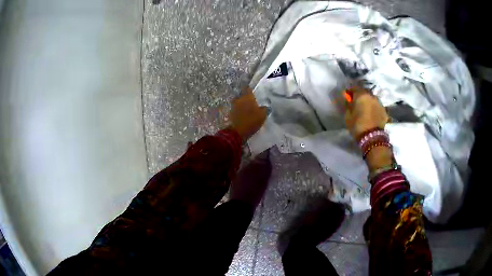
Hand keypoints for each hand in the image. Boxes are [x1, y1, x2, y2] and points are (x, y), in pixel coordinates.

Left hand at [229, 87, 267, 140]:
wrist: (238, 131)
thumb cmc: (251, 121)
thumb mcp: (262, 115)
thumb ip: (264, 109)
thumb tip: (264, 107)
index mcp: (247, 97)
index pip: (247, 88)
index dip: (250, 89)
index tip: (252, 90)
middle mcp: (239, 99)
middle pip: (242, 95)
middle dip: (245, 97)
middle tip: (250, 101)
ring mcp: (233, 106)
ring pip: (238, 102)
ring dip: (241, 104)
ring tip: (246, 108)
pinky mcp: (230, 113)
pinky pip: (235, 109)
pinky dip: (238, 110)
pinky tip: (242, 114)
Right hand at [344, 87, 391, 170]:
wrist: (373, 138)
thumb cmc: (357, 125)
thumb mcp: (347, 116)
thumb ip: (347, 105)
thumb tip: (346, 98)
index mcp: (361, 95)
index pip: (354, 88)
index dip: (350, 92)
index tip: (347, 97)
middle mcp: (371, 96)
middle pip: (364, 92)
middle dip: (360, 96)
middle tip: (356, 103)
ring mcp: (379, 103)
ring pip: (372, 99)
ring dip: (368, 102)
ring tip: (364, 109)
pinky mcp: (384, 111)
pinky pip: (377, 106)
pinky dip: (373, 108)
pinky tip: (371, 114)